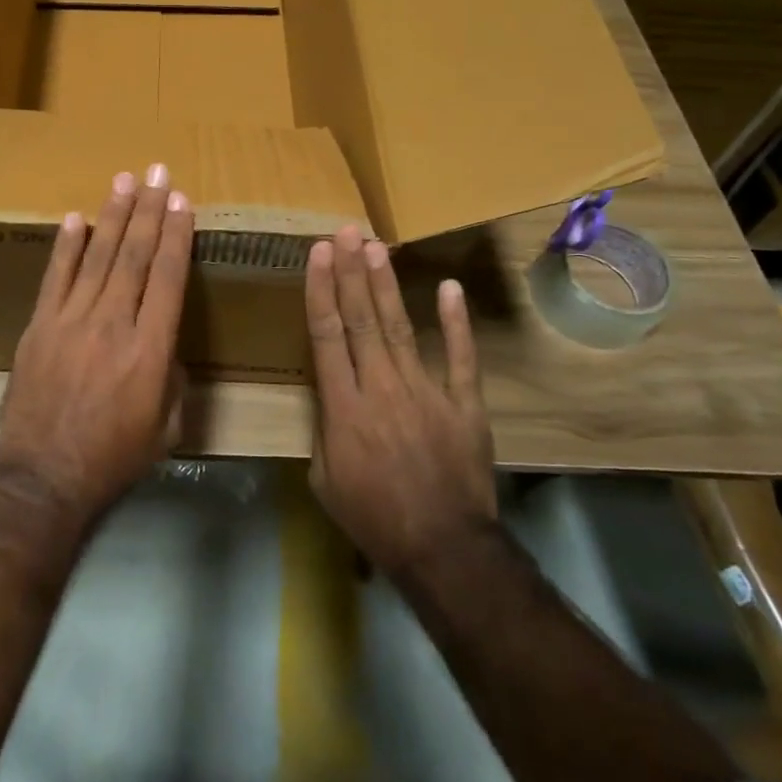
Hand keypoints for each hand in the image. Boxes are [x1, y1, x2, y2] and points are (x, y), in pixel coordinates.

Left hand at [0, 165, 194, 523]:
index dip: (175, 235)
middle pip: (133, 256)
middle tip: (157, 172)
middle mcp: (113, 324)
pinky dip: (66, 246)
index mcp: (151, 350)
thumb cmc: (114, 458)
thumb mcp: (166, 427)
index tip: (180, 201)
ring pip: (96, 257)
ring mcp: (70, 322)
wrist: (44, 478)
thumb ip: (172, 378)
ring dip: (112, 215)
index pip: (167, 277)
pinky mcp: (38, 327)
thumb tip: (164, 345)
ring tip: (124, 180)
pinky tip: (77, 218)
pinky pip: (55, 277)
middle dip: (148, 210)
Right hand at [305, 224, 496, 577]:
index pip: (327, 334)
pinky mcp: (464, 404)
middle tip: (346, 232)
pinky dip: (456, 323)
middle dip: (351, 272)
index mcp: (343, 406)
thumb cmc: (373, 517)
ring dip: (386, 285)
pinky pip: (460, 357)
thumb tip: (330, 392)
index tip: (317, 253)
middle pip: (362, 319)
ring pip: (400, 327)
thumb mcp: (325, 478)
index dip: (321, 289)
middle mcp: (381, 387)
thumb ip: (324, 427)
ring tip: (376, 247)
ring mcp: (426, 392)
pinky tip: (448, 288)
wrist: (442, 549)